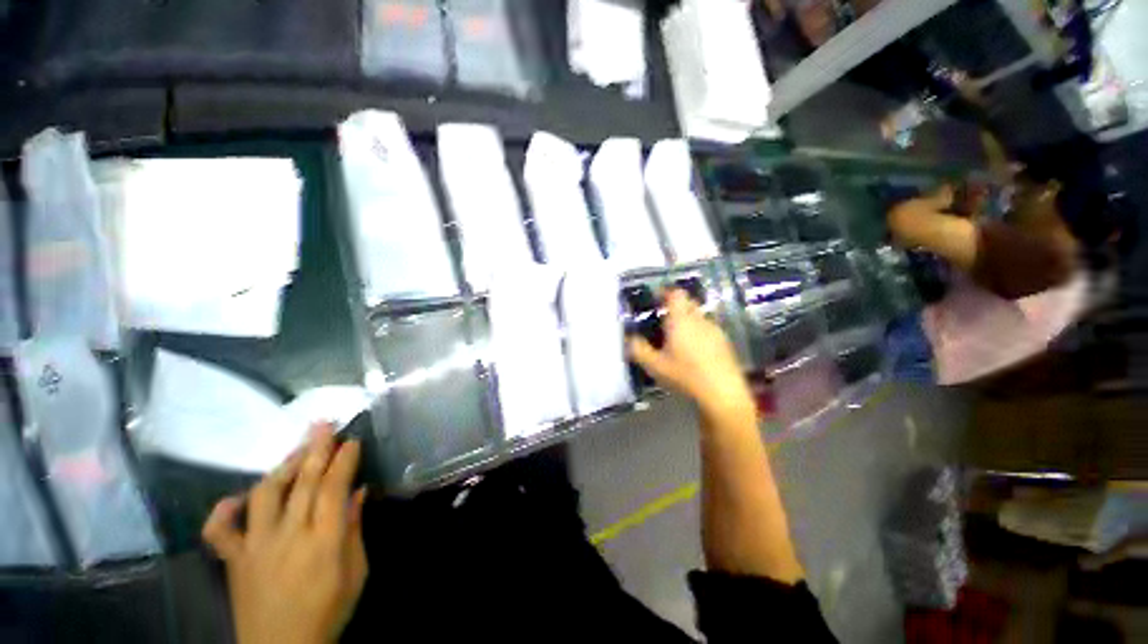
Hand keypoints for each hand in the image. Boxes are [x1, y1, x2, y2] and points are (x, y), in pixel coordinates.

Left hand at [202, 424, 366, 643]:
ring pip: (265, 495)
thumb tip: (359, 492)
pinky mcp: (234, 559)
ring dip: (282, 466)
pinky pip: (219, 531)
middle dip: (316, 449)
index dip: (343, 461)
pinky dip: (223, 510)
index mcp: (323, 541)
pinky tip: (237, 498)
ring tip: (297, 447)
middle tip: (324, 423)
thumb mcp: (356, 572)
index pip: (333, 488)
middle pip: (302, 483)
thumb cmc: (328, 610)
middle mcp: (287, 536)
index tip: (352, 440)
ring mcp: (255, 546)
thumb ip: (354, 529)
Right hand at [628, 289, 754, 421]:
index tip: (655, 298)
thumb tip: (628, 338)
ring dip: (687, 319)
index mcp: (681, 320)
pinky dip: (698, 332)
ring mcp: (715, 330)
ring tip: (676, 336)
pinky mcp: (724, 342)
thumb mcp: (655, 365)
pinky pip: (708, 329)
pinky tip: (693, 350)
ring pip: (698, 316)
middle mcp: (699, 319)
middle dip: (675, 306)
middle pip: (688, 302)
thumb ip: (638, 349)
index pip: (675, 294)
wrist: (723, 393)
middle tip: (662, 319)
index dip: (664, 292)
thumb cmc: (685, 375)